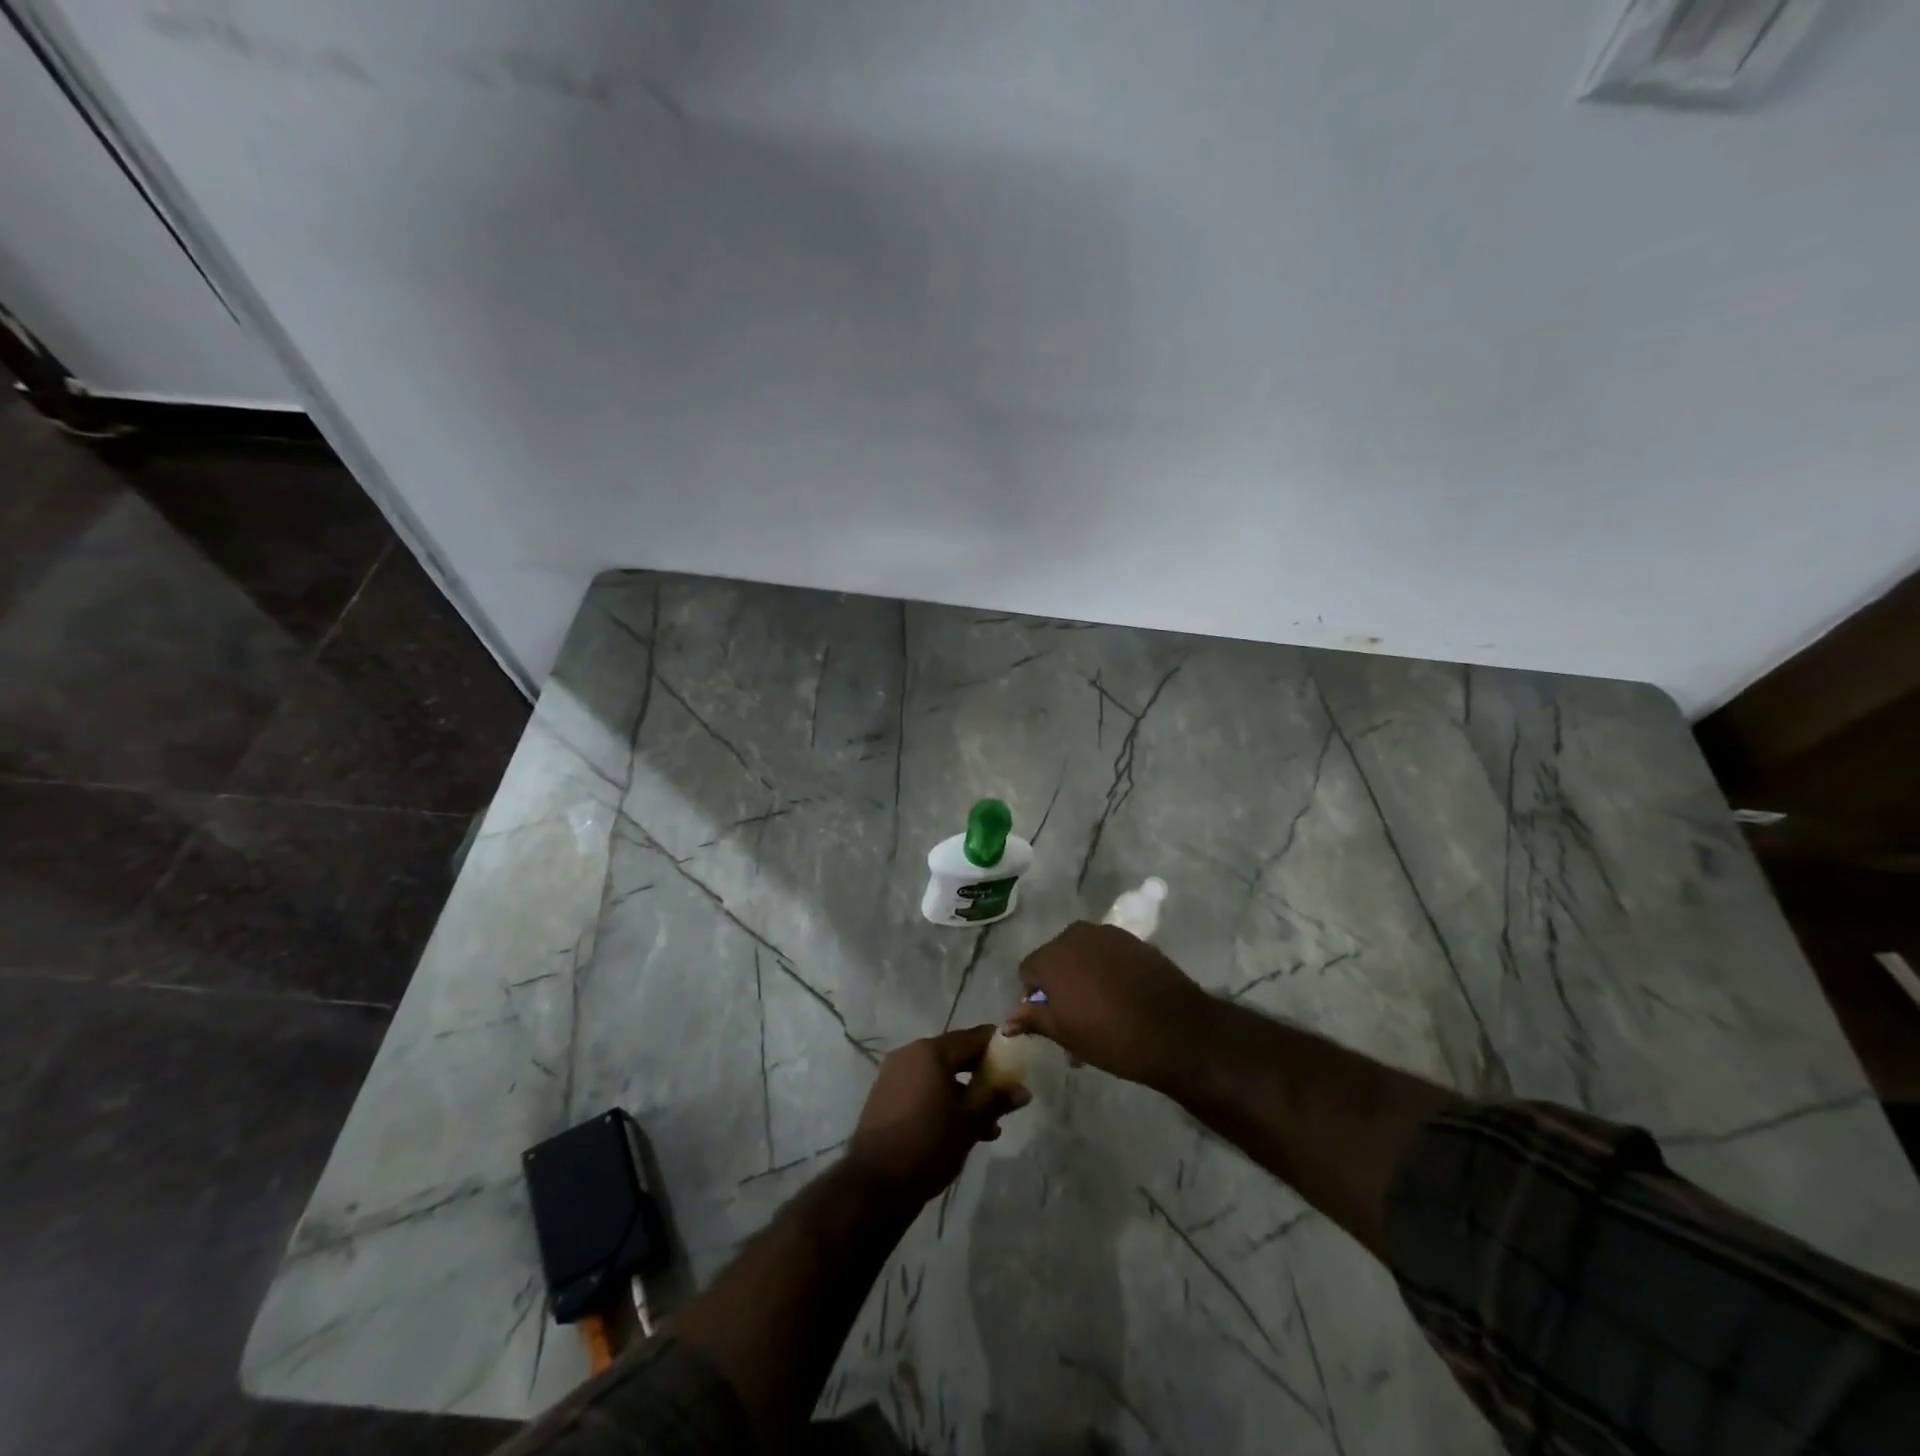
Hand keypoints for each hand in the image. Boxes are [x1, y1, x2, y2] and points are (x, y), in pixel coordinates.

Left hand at [845, 1026, 1028, 1205]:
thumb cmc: (929, 1144)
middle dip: (981, 1074)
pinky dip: (941, 1100)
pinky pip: (921, 1088)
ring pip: (938, 1075)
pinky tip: (957, 1129)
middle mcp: (910, 1053)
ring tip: (986, 1126)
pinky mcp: (884, 1096)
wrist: (875, 1183)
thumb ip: (996, 1101)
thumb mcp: (970, 1123)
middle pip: (955, 1055)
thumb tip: (1023, 1091)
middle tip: (1003, 1096)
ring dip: (963, 1093)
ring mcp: (893, 1074)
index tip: (1016, 1060)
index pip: (973, 1037)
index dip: (997, 1047)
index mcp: (931, 1051)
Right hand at [1008, 921, 1216, 1090]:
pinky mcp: (1134, 940)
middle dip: (1059, 984)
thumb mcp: (1066, 1034)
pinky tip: (1122, 997)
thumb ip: (1034, 1019)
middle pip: (1055, 958)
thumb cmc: (1111, 1036)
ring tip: (1100, 1010)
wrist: (1177, 1031)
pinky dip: (1107, 971)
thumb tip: (1008, 1021)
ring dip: (1083, 976)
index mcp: (1052, 956)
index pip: (1028, 971)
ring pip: (1082, 954)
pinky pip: (1108, 954)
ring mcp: (1108, 934)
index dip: (1034, 997)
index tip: (1050, 1021)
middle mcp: (1075, 935)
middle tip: (1074, 1018)